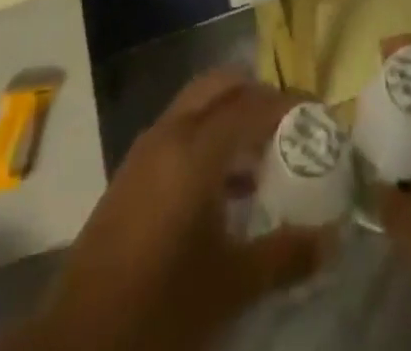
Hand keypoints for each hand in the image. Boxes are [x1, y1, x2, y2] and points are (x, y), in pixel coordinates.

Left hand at [14, 70, 327, 350]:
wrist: (78, 343)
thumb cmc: (161, 308)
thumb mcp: (231, 286)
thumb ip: (285, 256)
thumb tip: (331, 239)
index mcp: (196, 148)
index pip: (254, 104)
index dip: (290, 104)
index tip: (320, 114)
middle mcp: (170, 133)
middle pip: (221, 86)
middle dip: (258, 95)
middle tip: (289, 124)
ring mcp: (145, 150)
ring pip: (197, 105)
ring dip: (231, 116)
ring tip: (264, 156)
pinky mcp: (131, 173)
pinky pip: (179, 130)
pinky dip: (207, 137)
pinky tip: (225, 188)